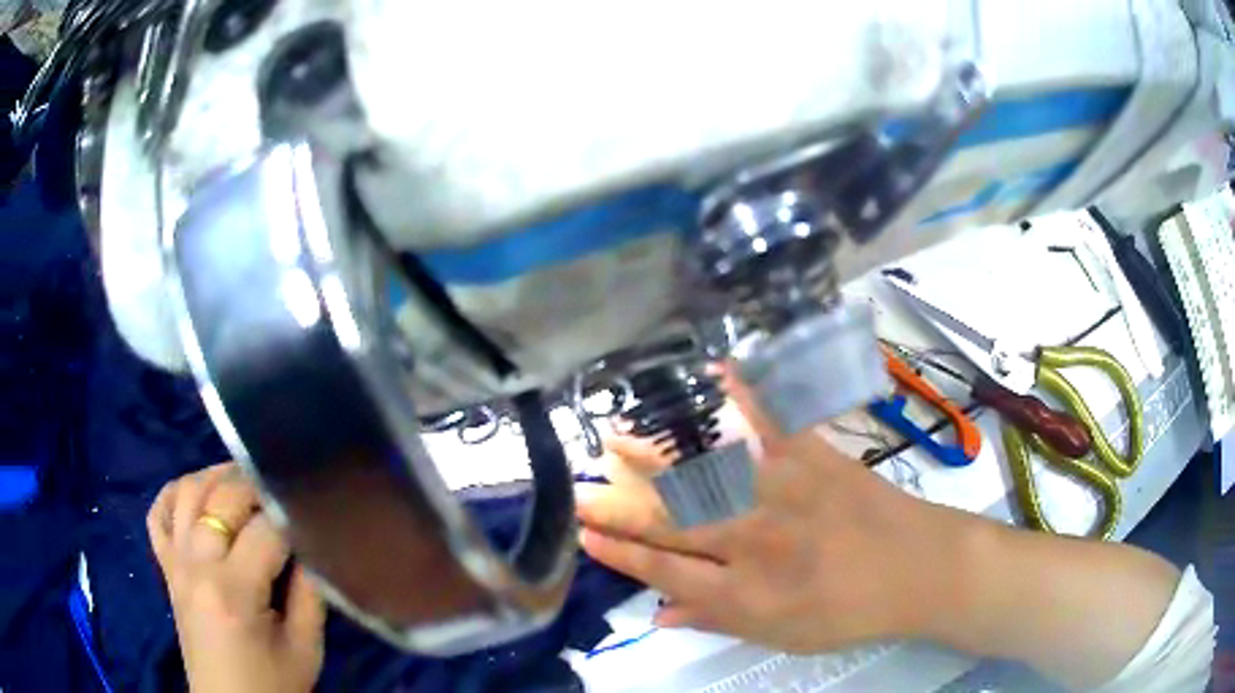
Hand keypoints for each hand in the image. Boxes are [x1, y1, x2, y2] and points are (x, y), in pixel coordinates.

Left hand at [147, 462, 325, 692]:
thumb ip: (311, 594)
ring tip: (244, 479)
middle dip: (256, 483)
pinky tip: (197, 493)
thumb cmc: (272, 685)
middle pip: (222, 497)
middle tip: (283, 489)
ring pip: (187, 491)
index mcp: (233, 591)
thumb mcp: (305, 648)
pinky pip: (158, 514)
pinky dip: (173, 493)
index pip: (265, 530)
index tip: (312, 511)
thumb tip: (315, 544)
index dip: (292, 515)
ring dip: (216, 476)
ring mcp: (174, 562)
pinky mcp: (166, 568)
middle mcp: (196, 564)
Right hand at [575, 369, 972, 652]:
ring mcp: (786, 493)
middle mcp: (756, 540)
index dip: (622, 553)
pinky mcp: (816, 458)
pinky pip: (777, 423)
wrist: (919, 569)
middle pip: (674, 522)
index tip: (585, 534)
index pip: (666, 570)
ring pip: (708, 473)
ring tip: (618, 437)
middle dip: (619, 506)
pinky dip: (749, 394)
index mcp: (746, 590)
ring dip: (658, 455)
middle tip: (580, 488)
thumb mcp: (781, 635)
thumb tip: (656, 615)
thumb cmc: (850, 611)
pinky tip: (718, 370)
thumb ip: (717, 621)